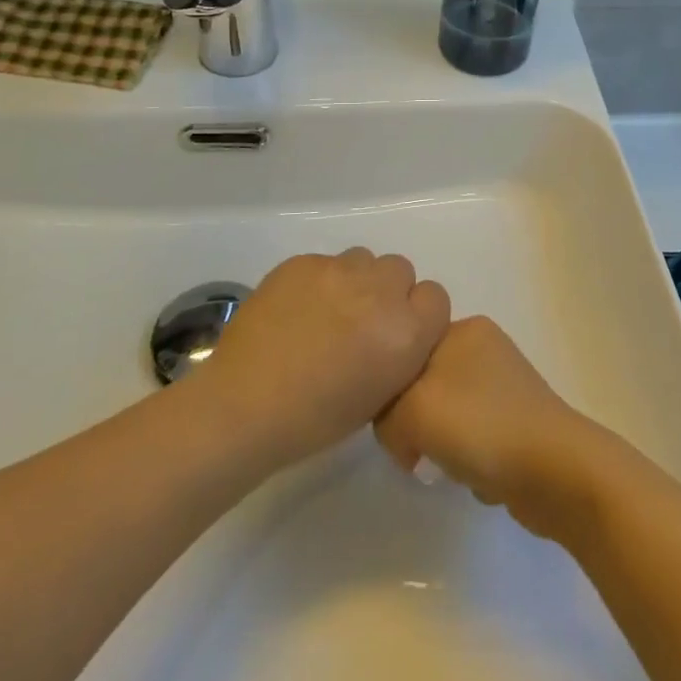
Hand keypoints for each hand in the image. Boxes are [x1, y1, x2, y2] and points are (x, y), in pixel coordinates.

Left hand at [197, 249, 450, 468]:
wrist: (244, 407)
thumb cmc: (314, 421)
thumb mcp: (379, 396)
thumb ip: (400, 353)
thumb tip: (396, 333)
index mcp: (406, 332)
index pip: (436, 297)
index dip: (417, 314)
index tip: (397, 333)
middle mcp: (380, 291)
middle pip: (401, 270)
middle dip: (386, 292)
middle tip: (360, 322)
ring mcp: (339, 270)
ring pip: (363, 259)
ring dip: (355, 281)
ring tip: (326, 313)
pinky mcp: (303, 261)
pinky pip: (324, 262)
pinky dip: (318, 282)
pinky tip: (295, 311)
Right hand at [374, 316, 601, 537]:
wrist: (556, 472)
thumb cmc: (482, 427)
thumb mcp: (412, 409)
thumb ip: (384, 410)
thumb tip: (398, 431)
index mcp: (464, 328)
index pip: (405, 351)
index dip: (389, 391)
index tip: (393, 424)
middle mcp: (484, 349)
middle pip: (423, 386)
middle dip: (415, 424)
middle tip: (419, 452)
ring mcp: (503, 386)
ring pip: (445, 416)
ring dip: (441, 448)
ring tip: (454, 467)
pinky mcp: (515, 423)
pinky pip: (472, 441)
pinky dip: (468, 462)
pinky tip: (478, 478)